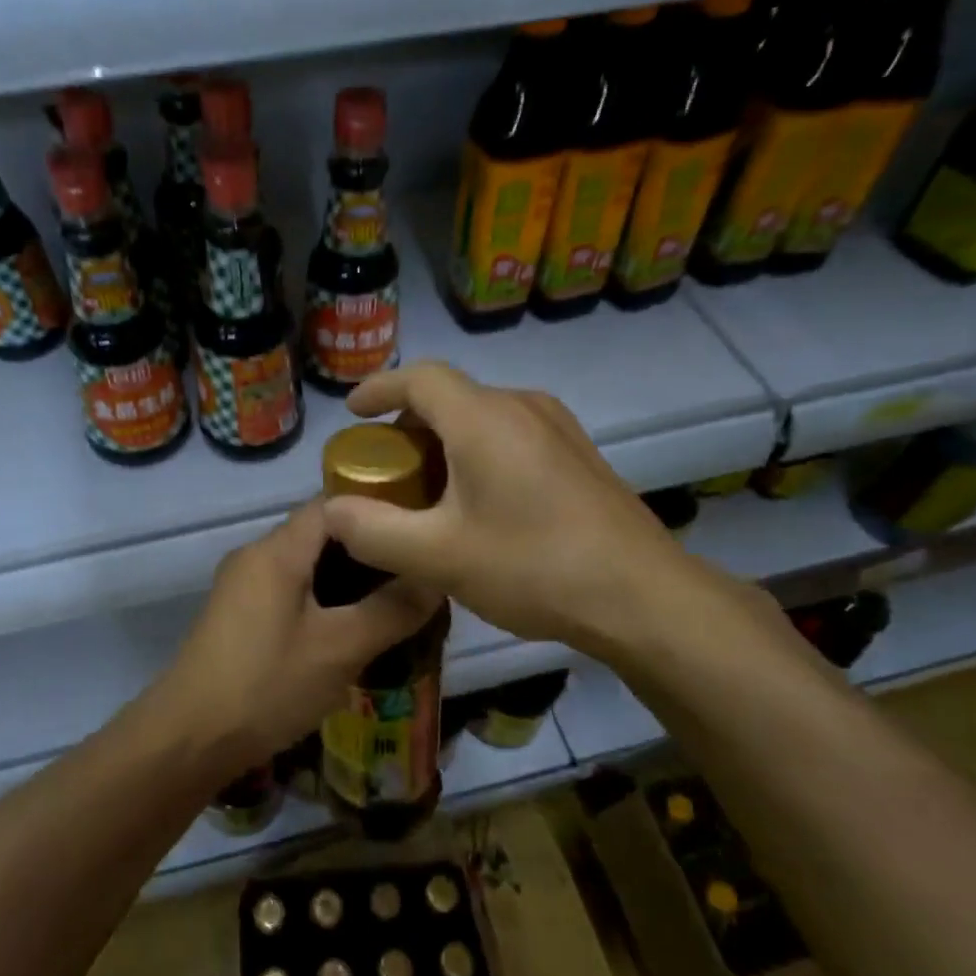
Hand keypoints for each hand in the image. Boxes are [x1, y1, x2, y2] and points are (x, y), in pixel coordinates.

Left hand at [149, 501, 439, 774]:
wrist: (188, 738)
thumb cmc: (267, 685)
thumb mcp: (340, 649)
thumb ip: (392, 610)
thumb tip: (436, 578)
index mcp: (277, 550)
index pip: (333, 504)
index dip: (378, 509)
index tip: (419, 531)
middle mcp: (255, 555)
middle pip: (319, 533)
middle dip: (367, 550)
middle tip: (415, 572)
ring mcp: (241, 586)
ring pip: (304, 565)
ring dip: (345, 579)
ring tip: (392, 601)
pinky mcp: (236, 615)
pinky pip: (288, 590)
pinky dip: (321, 599)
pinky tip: (349, 629)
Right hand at [319, 362, 750, 668]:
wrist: (643, 597)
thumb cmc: (533, 567)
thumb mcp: (438, 556)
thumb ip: (373, 531)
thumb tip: (331, 512)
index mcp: (484, 418)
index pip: (419, 377)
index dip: (378, 388)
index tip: (352, 411)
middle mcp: (522, 407)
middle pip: (449, 398)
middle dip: (407, 427)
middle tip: (384, 470)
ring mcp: (558, 428)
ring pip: (481, 418)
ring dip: (443, 442)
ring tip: (426, 491)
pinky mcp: (578, 454)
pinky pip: (511, 436)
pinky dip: (477, 454)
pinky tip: (478, 504)